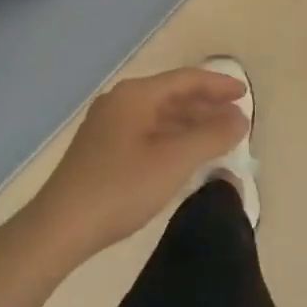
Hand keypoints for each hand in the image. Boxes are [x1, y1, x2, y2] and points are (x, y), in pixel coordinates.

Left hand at [28, 67, 248, 260]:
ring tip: (218, 138)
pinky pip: (147, 132)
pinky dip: (172, 138)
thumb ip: (212, 135)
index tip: (245, 95)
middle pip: (172, 95)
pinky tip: (185, 156)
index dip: (219, 85)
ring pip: (159, 116)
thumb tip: (240, 118)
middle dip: (206, 105)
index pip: (186, 79)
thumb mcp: (174, 160)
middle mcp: (120, 102)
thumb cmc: (121, 187)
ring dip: (190, 124)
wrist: (60, 227)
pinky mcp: (102, 150)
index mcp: (135, 95)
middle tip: (236, 118)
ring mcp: (107, 126)